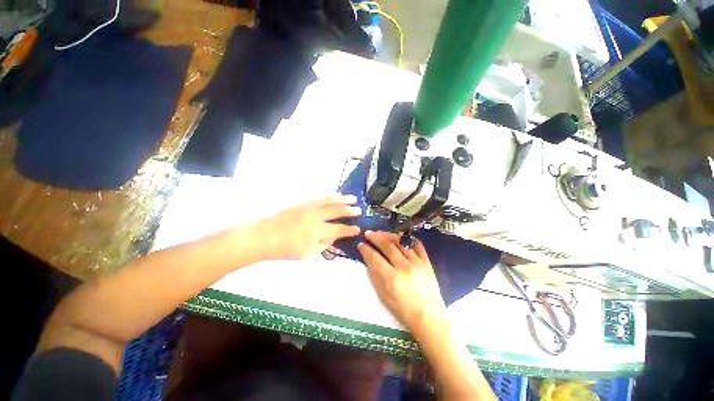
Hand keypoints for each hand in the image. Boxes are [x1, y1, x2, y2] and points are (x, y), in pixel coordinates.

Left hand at [256, 194, 361, 259]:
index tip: (358, 229)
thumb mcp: (307, 253)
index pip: (339, 229)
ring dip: (343, 199)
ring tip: (353, 198)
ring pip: (330, 200)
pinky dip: (330, 196)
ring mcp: (309, 208)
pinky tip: (335, 195)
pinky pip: (320, 197)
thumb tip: (334, 236)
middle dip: (350, 210)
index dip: (350, 229)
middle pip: (337, 211)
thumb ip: (323, 244)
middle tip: (359, 210)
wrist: (263, 237)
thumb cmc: (285, 249)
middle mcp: (316, 217)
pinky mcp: (303, 203)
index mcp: (317, 232)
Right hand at [358, 231, 446, 333]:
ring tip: (382, 233)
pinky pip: (417, 245)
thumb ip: (375, 276)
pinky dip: (409, 239)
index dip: (366, 250)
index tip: (360, 244)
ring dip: (389, 236)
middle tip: (368, 233)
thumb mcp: (384, 296)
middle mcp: (404, 267)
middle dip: (375, 237)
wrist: (429, 317)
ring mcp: (417, 263)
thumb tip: (369, 260)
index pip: (375, 258)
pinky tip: (402, 237)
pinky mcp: (427, 262)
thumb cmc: (403, 310)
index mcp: (392, 278)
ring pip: (401, 243)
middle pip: (387, 246)